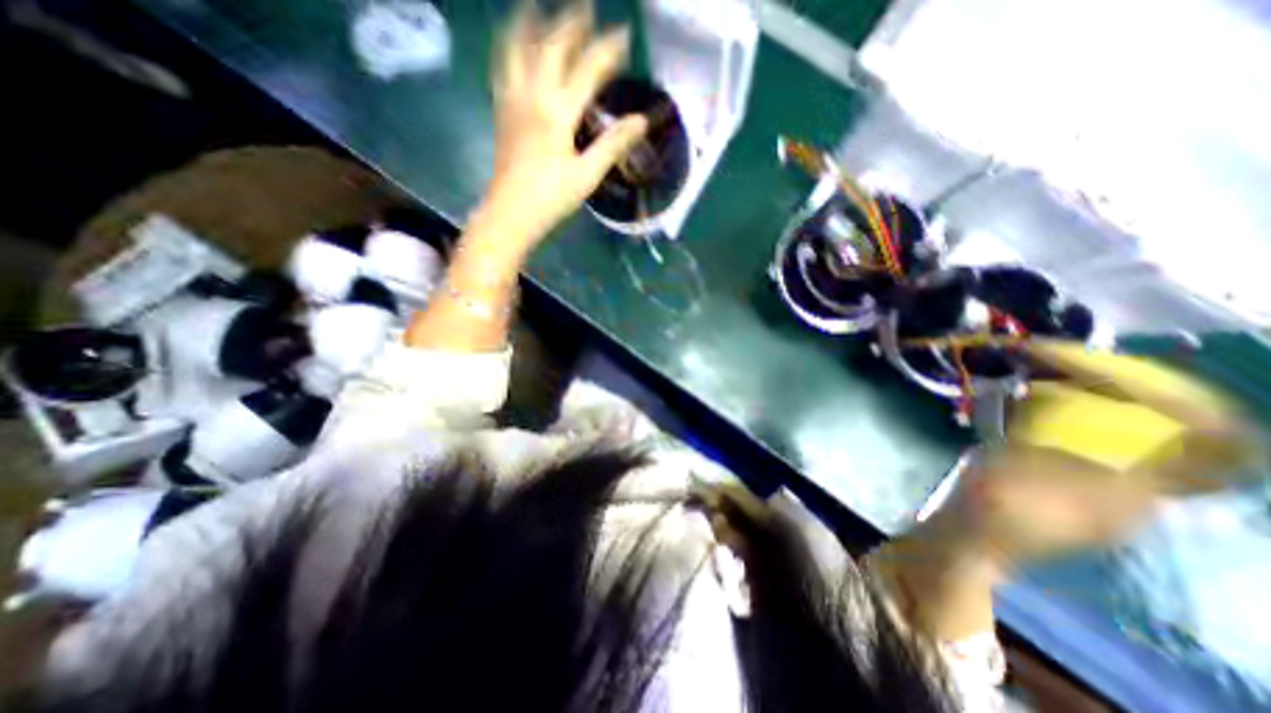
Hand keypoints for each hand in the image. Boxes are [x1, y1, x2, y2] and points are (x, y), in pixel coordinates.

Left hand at [483, 1, 647, 246]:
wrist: (510, 214)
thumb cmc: (551, 199)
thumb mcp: (587, 176)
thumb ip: (613, 145)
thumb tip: (642, 121)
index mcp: (558, 112)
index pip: (587, 69)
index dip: (608, 50)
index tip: (625, 35)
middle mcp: (532, 95)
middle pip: (552, 46)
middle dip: (572, 22)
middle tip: (588, 7)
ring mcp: (512, 100)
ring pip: (519, 47)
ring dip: (533, 22)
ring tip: (541, 6)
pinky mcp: (501, 110)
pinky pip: (502, 65)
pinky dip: (509, 45)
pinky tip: (513, 41)